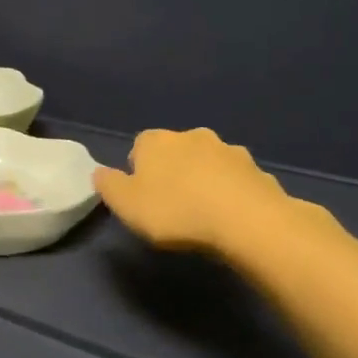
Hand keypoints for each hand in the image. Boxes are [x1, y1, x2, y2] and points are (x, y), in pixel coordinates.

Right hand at [95, 128, 317, 256]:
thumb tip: (100, 172)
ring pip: (208, 162)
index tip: (141, 196)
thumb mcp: (126, 205)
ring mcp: (229, 151)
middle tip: (171, 204)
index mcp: (156, 141)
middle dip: (173, 171)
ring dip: (204, 179)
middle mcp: (192, 136)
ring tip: (203, 212)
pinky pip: (236, 180)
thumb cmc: (175, 211)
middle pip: (176, 151)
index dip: (138, 170)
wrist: (246, 221)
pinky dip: (231, 192)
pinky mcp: (257, 170)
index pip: (139, 147)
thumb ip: (108, 186)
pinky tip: (230, 217)